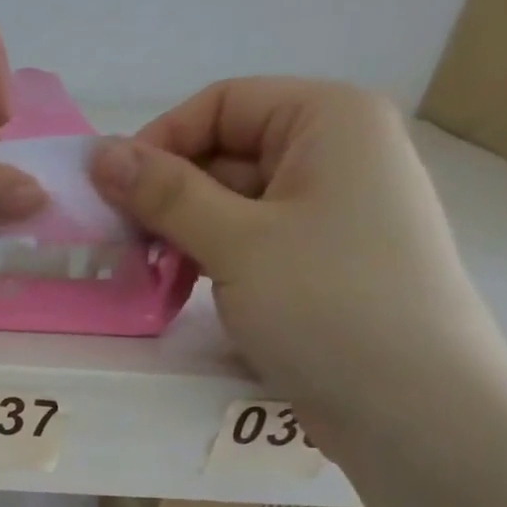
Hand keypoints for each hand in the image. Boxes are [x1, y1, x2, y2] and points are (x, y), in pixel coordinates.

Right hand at [90, 79, 506, 452]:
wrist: (408, 402)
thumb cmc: (325, 303)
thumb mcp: (236, 242)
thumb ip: (166, 195)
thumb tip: (99, 153)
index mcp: (329, 120)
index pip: (222, 104)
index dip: (159, 143)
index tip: (110, 199)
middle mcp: (335, 154)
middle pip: (227, 153)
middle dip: (168, 197)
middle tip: (120, 248)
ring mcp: (330, 214)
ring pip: (234, 205)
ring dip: (184, 235)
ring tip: (148, 276)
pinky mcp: (319, 265)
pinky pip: (252, 244)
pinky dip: (211, 261)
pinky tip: (182, 293)